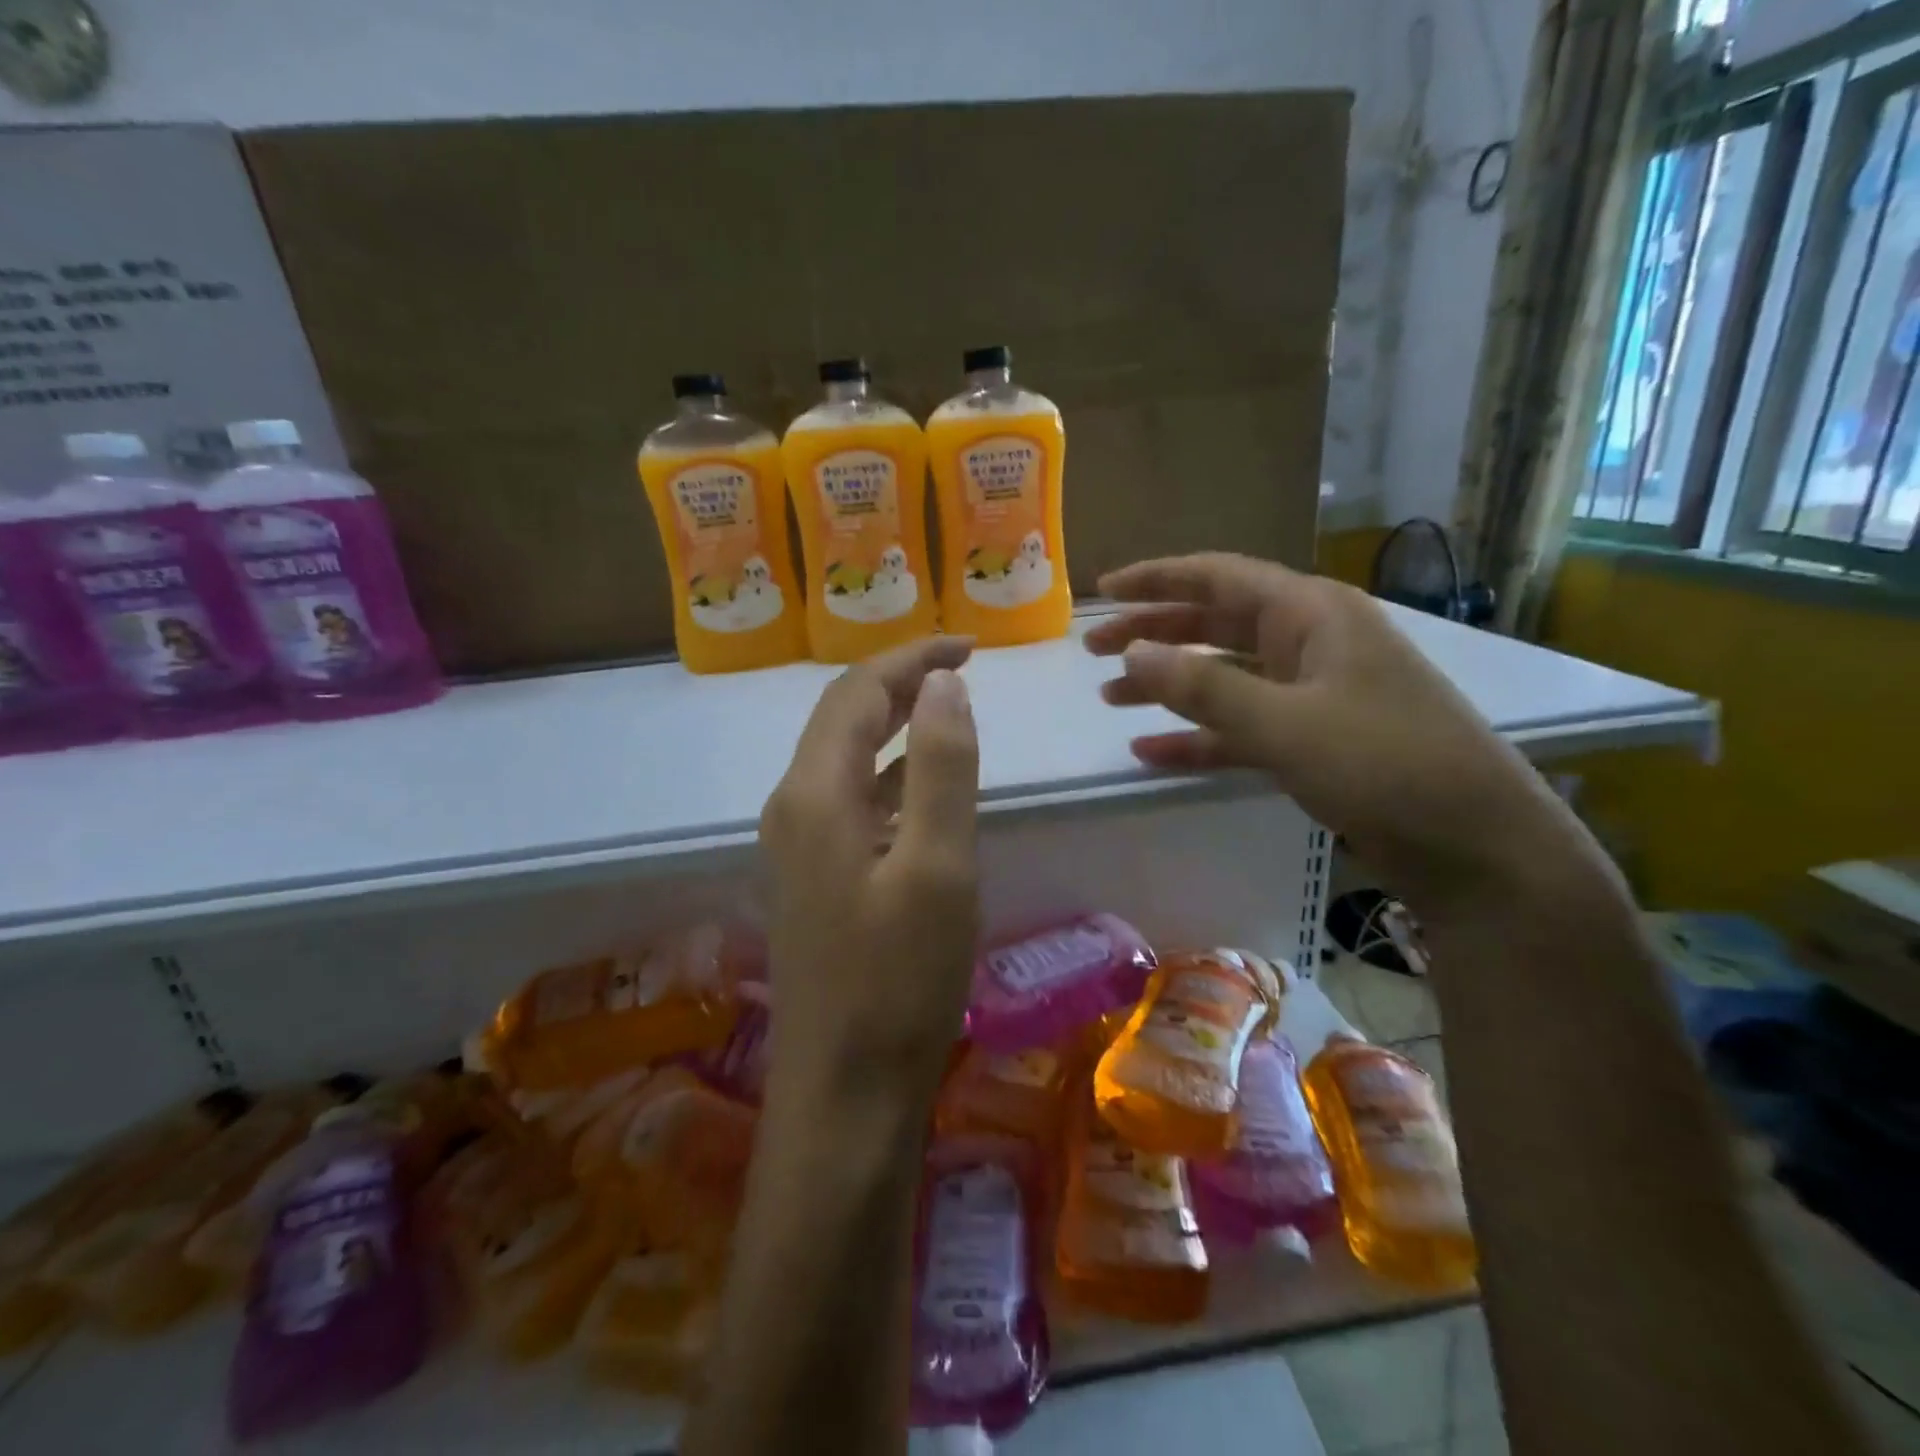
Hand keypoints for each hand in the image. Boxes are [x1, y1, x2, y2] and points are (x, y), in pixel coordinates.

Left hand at [760, 637, 980, 1108]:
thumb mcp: (938, 866)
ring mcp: (797, 847)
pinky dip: (890, 774)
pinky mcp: (814, 880)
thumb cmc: (898, 981)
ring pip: (845, 759)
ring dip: (894, 725)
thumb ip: (942, 766)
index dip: (910, 658)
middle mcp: (793, 808)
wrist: (843, 1095)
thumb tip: (942, 683)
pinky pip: (851, 800)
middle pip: (842, 718)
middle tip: (961, 667)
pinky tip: (924, 787)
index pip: (857, 693)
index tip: (969, 646)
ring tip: (948, 709)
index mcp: (815, 793)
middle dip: (899, 682)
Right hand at [1086, 553, 1622, 929]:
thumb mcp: (1285, 723)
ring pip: (1225, 676)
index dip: (1158, 580)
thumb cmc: (1386, 765)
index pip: (1220, 578)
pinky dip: (1198, 737)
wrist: (1477, 846)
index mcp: (1311, 614)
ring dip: (1169, 685)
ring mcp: (1313, 692)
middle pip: (1216, 624)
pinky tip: (1151, 754)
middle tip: (1094, 651)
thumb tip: (1132, 651)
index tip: (1104, 588)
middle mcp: (1311, 642)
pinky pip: (1241, 726)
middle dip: (1154, 633)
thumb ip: (1203, 687)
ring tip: (1111, 698)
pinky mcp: (1314, 739)